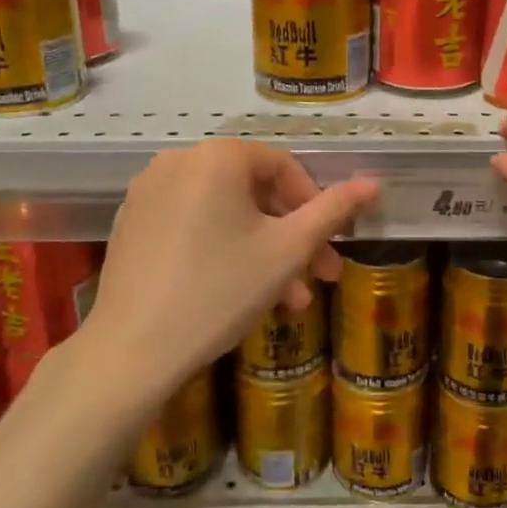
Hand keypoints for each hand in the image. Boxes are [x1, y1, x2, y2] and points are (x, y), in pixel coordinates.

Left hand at [85, 140, 378, 395]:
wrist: (132, 350)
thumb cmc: (220, 291)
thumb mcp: (288, 251)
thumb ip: (333, 211)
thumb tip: (374, 183)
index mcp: (218, 157)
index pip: (284, 168)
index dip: (315, 206)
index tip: (331, 247)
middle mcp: (179, 160)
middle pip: (254, 192)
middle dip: (291, 237)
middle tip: (319, 278)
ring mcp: (149, 191)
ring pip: (225, 213)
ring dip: (262, 250)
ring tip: (287, 300)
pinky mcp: (132, 223)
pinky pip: (192, 224)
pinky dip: (222, 248)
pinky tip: (239, 291)